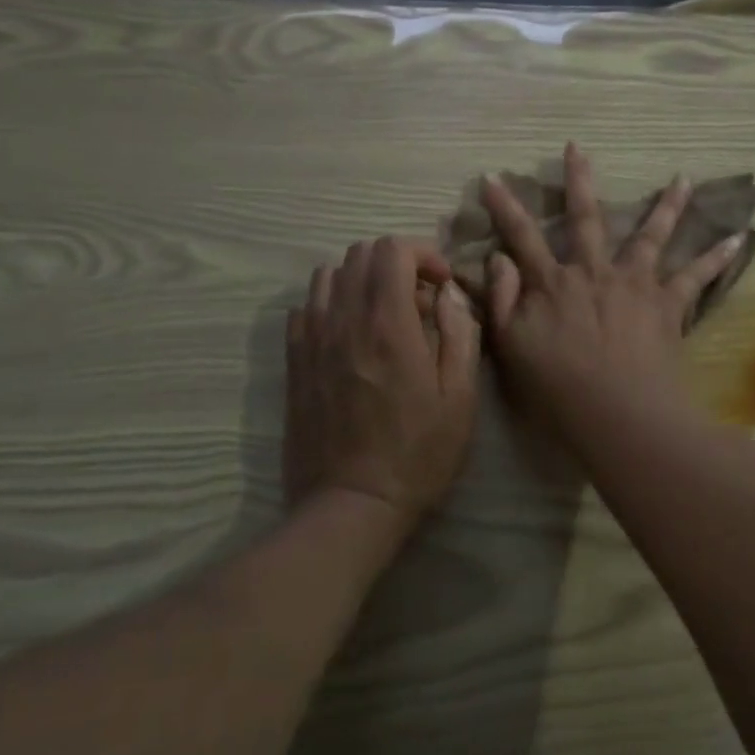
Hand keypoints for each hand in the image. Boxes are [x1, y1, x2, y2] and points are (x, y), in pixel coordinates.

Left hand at [284, 237, 480, 535]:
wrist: (351, 505)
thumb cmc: (417, 455)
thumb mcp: (460, 398)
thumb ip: (459, 334)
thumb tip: (449, 294)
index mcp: (388, 326)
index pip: (392, 250)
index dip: (423, 254)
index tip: (441, 285)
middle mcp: (343, 321)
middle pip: (359, 254)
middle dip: (396, 264)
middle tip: (419, 302)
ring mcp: (312, 341)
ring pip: (328, 276)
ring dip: (361, 281)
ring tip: (384, 315)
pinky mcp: (294, 362)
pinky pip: (306, 308)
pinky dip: (331, 305)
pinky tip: (351, 336)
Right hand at [481, 144, 742, 430]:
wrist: (618, 412)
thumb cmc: (558, 386)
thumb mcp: (511, 346)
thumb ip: (501, 300)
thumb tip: (498, 259)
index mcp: (553, 283)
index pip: (522, 237)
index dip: (505, 207)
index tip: (492, 176)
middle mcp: (594, 272)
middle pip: (585, 218)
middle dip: (578, 180)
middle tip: (577, 148)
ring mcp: (635, 284)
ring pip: (650, 235)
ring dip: (666, 205)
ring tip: (683, 178)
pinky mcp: (668, 304)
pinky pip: (696, 276)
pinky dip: (717, 257)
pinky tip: (739, 238)